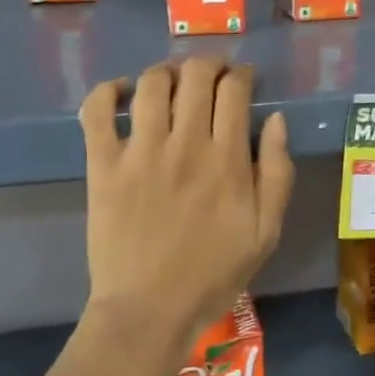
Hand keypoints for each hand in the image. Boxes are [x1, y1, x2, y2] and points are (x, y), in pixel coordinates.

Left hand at [78, 58, 294, 357]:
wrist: (149, 311)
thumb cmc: (214, 273)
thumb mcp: (267, 231)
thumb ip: (277, 172)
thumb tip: (276, 119)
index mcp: (227, 160)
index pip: (234, 90)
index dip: (240, 74)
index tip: (242, 79)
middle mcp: (185, 145)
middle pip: (195, 76)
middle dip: (208, 64)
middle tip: (211, 74)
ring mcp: (140, 153)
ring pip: (152, 84)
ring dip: (166, 72)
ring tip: (172, 81)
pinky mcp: (103, 165)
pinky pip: (97, 111)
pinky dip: (109, 91)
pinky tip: (123, 92)